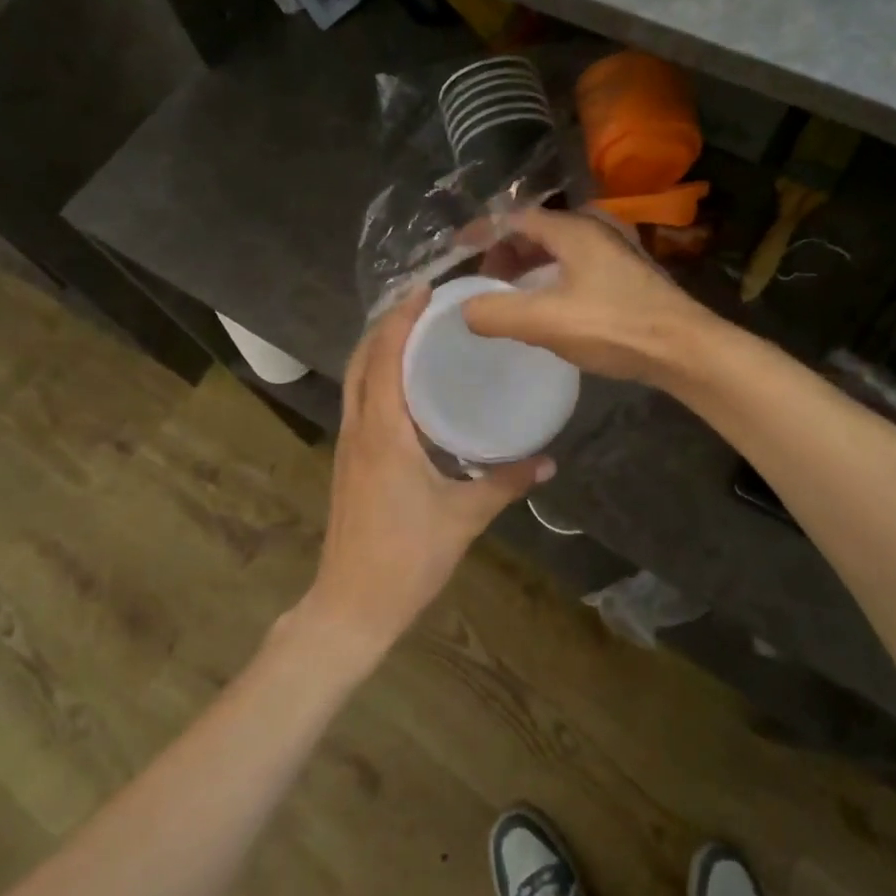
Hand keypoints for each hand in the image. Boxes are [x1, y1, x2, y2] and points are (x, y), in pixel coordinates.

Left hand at [298, 290, 552, 662]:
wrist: (351, 605)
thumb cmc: (406, 557)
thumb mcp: (464, 518)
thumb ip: (506, 484)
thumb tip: (548, 461)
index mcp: (383, 433)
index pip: (384, 358)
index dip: (400, 319)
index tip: (424, 290)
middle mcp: (358, 429)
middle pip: (361, 360)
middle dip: (386, 325)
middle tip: (423, 304)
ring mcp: (347, 446)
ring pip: (354, 381)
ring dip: (377, 349)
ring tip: (415, 332)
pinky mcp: (347, 462)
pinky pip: (358, 403)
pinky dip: (375, 378)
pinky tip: (404, 386)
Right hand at [462, 209, 715, 383]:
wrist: (685, 349)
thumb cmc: (614, 327)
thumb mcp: (546, 322)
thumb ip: (497, 314)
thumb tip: (466, 310)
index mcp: (574, 229)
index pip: (515, 219)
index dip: (482, 233)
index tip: (457, 251)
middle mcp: (596, 229)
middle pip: (538, 231)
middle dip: (506, 253)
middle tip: (486, 282)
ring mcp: (616, 250)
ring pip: (559, 249)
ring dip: (530, 267)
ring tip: (512, 296)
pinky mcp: (628, 273)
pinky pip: (578, 265)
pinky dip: (553, 277)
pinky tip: (550, 305)